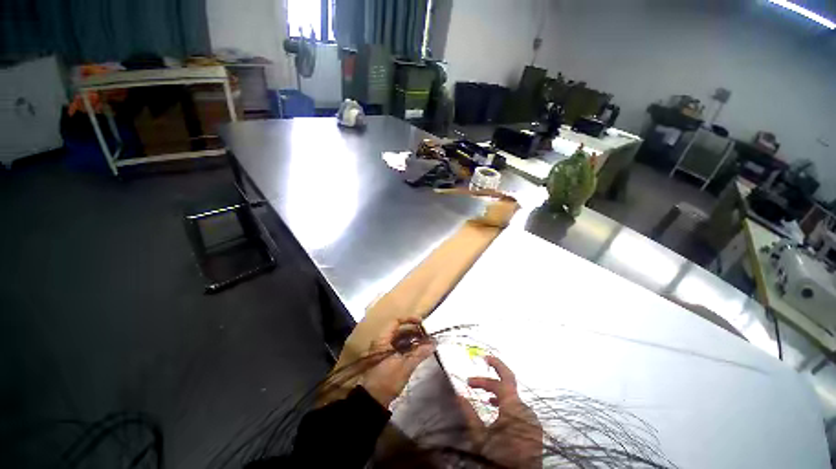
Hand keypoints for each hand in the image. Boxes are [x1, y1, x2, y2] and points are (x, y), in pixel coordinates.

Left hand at [360, 317, 434, 406]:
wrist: (372, 401)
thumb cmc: (386, 379)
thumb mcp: (405, 366)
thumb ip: (420, 353)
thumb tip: (434, 343)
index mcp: (383, 339)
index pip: (396, 321)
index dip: (409, 320)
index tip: (421, 323)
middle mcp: (382, 342)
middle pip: (399, 331)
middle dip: (414, 331)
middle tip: (427, 335)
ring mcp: (384, 351)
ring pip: (400, 340)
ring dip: (412, 340)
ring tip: (425, 343)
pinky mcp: (387, 360)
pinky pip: (399, 349)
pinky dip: (409, 348)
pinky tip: (418, 352)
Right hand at [462, 356, 542, 467]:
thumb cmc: (500, 458)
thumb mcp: (481, 437)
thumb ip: (470, 413)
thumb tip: (458, 394)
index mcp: (514, 407)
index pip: (503, 379)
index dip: (492, 368)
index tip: (481, 361)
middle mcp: (525, 409)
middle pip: (507, 386)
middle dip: (491, 379)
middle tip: (475, 377)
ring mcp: (532, 419)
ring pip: (512, 398)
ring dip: (497, 393)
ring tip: (483, 397)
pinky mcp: (534, 428)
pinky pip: (518, 408)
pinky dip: (506, 404)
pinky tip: (497, 410)